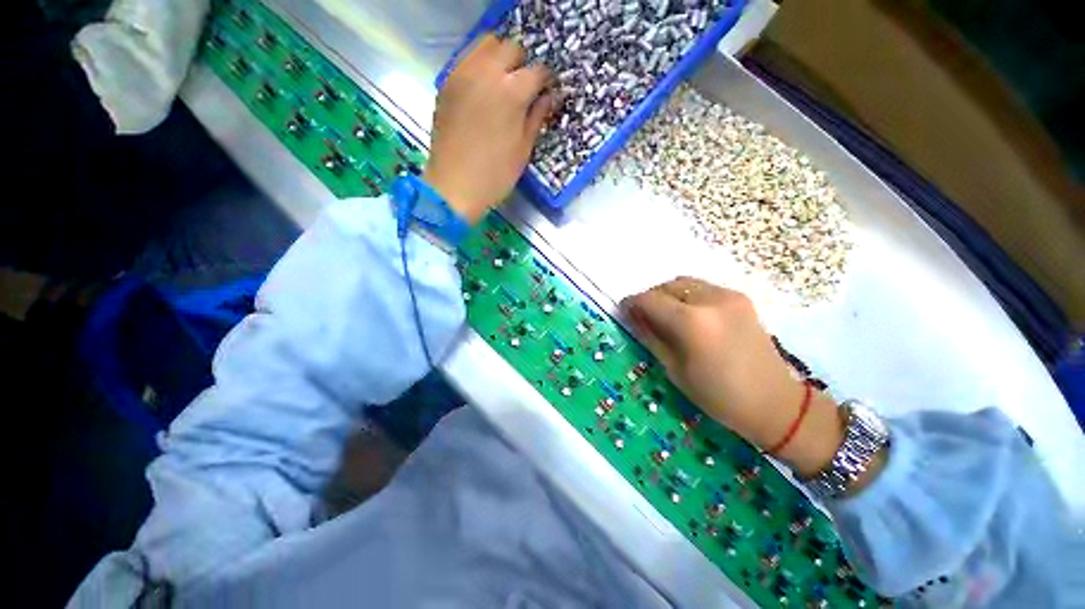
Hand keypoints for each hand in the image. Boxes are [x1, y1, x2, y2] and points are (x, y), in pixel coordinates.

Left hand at [424, 34, 553, 222]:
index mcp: (512, 93)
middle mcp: (487, 73)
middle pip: (511, 48)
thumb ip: (537, 117)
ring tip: (501, 84)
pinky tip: (482, 90)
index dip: (545, 82)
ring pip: (486, 45)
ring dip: (499, 58)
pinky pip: (466, 59)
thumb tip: (549, 97)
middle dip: (522, 65)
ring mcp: (463, 74)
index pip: (537, 71)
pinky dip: (478, 66)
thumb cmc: (495, 175)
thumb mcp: (523, 150)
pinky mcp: (447, 83)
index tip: (546, 93)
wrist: (453, 186)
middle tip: (523, 88)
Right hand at [621, 278, 844, 476]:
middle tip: (643, 315)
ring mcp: (729, 296)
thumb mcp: (675, 369)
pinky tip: (688, 315)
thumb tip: (632, 317)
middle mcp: (710, 299)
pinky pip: (702, 288)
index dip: (632, 303)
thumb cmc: (718, 395)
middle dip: (650, 297)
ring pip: (685, 283)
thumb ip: (651, 336)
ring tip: (664, 314)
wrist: (774, 402)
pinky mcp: (740, 298)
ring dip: (668, 295)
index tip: (623, 310)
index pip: (650, 300)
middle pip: (667, 286)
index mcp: (691, 322)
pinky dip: (687, 296)